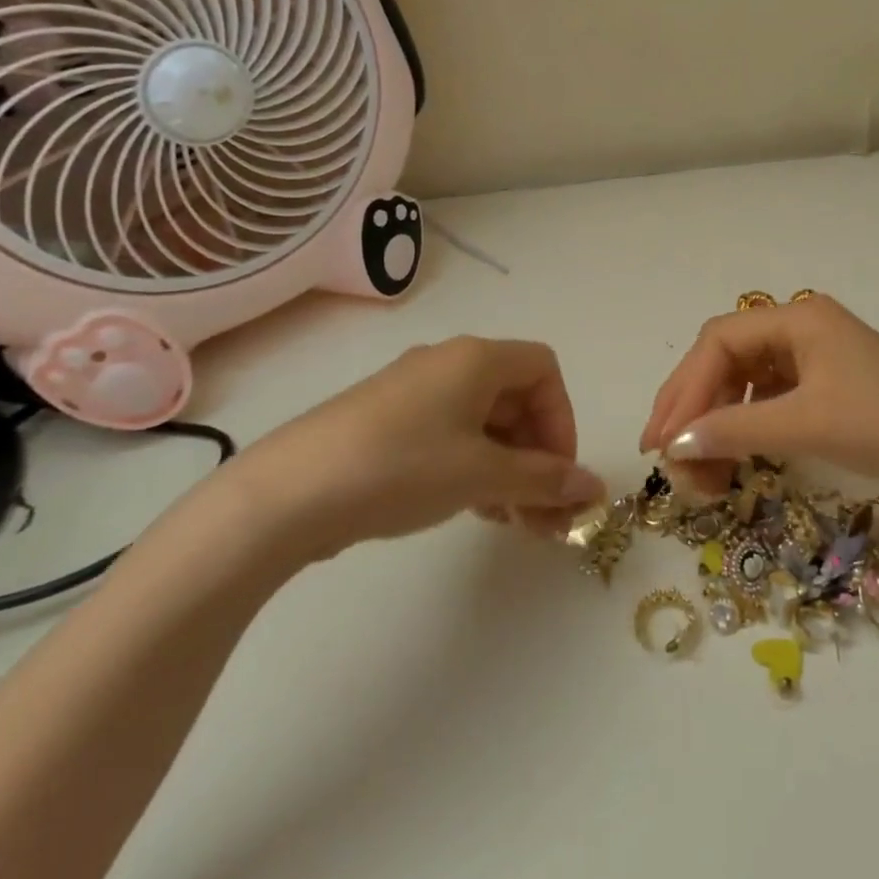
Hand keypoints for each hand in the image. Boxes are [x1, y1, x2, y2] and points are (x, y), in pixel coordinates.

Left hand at [232, 337, 605, 562]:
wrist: (286, 495)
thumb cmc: (401, 468)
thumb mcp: (481, 475)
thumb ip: (543, 479)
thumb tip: (592, 486)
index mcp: (476, 358)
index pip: (544, 370)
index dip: (562, 418)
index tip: (558, 471)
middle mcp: (447, 364)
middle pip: (515, 397)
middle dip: (538, 453)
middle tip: (543, 510)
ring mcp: (412, 392)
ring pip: (483, 422)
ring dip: (508, 467)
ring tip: (511, 520)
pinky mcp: (385, 423)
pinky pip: (449, 435)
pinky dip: (473, 467)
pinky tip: (471, 509)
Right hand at [640, 295, 878, 506]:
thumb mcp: (807, 424)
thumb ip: (735, 429)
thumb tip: (673, 442)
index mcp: (796, 318)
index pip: (718, 342)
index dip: (684, 388)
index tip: (661, 439)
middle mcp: (800, 329)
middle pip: (726, 359)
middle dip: (693, 406)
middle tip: (666, 455)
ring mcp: (814, 358)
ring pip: (744, 382)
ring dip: (717, 422)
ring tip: (699, 470)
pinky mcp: (825, 388)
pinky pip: (767, 400)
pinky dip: (745, 428)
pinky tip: (735, 457)